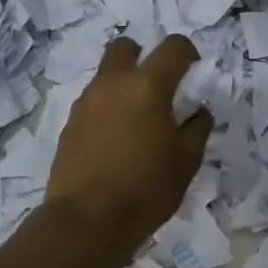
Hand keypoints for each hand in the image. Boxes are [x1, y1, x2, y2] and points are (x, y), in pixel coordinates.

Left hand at [47, 35, 213, 261]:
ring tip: (137, 123)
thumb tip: (197, 111)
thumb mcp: (187, 160)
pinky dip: (108, 109)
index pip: (174, 46)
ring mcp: (86, 102)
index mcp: (147, 86)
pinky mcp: (69, 124)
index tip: (194, 76)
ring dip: (124, 85)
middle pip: (126, 46)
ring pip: (106, 75)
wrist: (86, 221)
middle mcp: (113, 83)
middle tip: (158, 89)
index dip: (189, 55)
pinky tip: (116, 142)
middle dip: (144, 56)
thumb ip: (197, 127)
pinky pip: (93, 102)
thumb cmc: (146, 188)